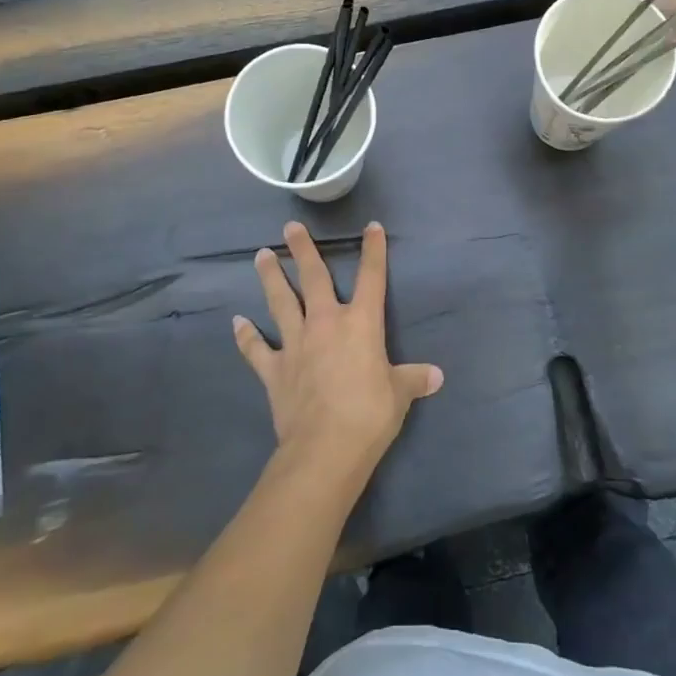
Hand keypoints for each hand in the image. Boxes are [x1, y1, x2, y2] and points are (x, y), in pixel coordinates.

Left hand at [235, 221, 443, 484]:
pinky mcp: (274, 370)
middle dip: (303, 250)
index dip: (373, 250)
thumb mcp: (399, 394)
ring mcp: (296, 344)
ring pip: (281, 302)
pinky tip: (237, 322)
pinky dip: (247, 336)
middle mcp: (325, 323)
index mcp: (361, 323)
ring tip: (261, 255)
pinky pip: (257, 349)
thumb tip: (437, 377)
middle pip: (313, 278)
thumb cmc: (369, 414)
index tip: (371, 227)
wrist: (325, 448)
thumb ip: (413, 379)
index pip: (372, 277)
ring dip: (271, 278)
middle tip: (290, 227)